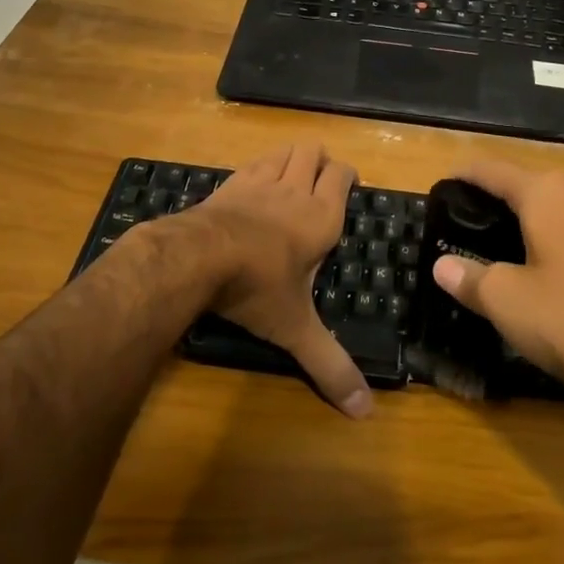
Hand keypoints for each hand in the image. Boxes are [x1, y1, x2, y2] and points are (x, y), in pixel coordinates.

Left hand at [187, 143, 372, 418]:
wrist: (198, 257)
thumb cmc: (258, 288)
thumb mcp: (296, 329)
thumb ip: (329, 365)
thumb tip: (365, 412)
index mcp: (321, 217)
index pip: (343, 176)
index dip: (348, 175)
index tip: (349, 185)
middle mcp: (294, 190)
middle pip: (314, 152)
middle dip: (321, 161)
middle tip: (320, 182)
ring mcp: (259, 182)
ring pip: (283, 150)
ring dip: (291, 157)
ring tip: (292, 176)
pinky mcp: (229, 183)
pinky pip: (252, 163)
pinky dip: (260, 166)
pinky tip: (254, 186)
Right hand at [430, 162, 563, 410]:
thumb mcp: (507, 300)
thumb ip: (470, 277)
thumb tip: (442, 266)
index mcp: (546, 194)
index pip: (492, 171)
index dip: (462, 176)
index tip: (439, 186)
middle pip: (522, 187)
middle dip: (489, 201)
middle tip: (457, 224)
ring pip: (548, 212)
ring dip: (518, 224)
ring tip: (488, 246)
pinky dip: (543, 243)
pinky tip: (532, 271)